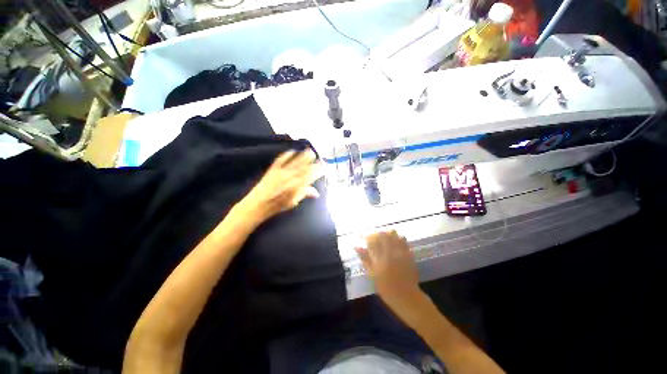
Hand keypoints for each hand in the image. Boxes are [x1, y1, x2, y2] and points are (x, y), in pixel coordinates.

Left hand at [240, 150, 321, 222]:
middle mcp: (289, 178)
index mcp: (296, 186)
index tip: (323, 166)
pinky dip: (286, 155)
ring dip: (302, 156)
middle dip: (311, 161)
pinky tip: (292, 151)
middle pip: (303, 167)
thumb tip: (316, 192)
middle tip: (317, 155)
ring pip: (294, 162)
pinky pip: (280, 160)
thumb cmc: (277, 205)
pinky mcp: (272, 170)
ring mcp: (280, 172)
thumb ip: (304, 194)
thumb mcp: (293, 202)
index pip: (309, 176)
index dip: (317, 170)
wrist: (258, 204)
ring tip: (309, 150)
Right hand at [355, 231, 422, 312]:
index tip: (365, 237)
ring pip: (395, 236)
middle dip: (378, 234)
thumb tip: (357, 247)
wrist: (406, 297)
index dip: (368, 237)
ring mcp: (401, 253)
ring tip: (385, 236)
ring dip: (389, 234)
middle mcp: (391, 252)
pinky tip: (396, 240)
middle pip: (384, 236)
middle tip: (375, 236)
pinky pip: (404, 242)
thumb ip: (365, 259)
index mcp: (381, 257)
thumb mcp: (372, 274)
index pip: (373, 240)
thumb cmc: (386, 288)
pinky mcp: (409, 255)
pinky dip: (399, 239)